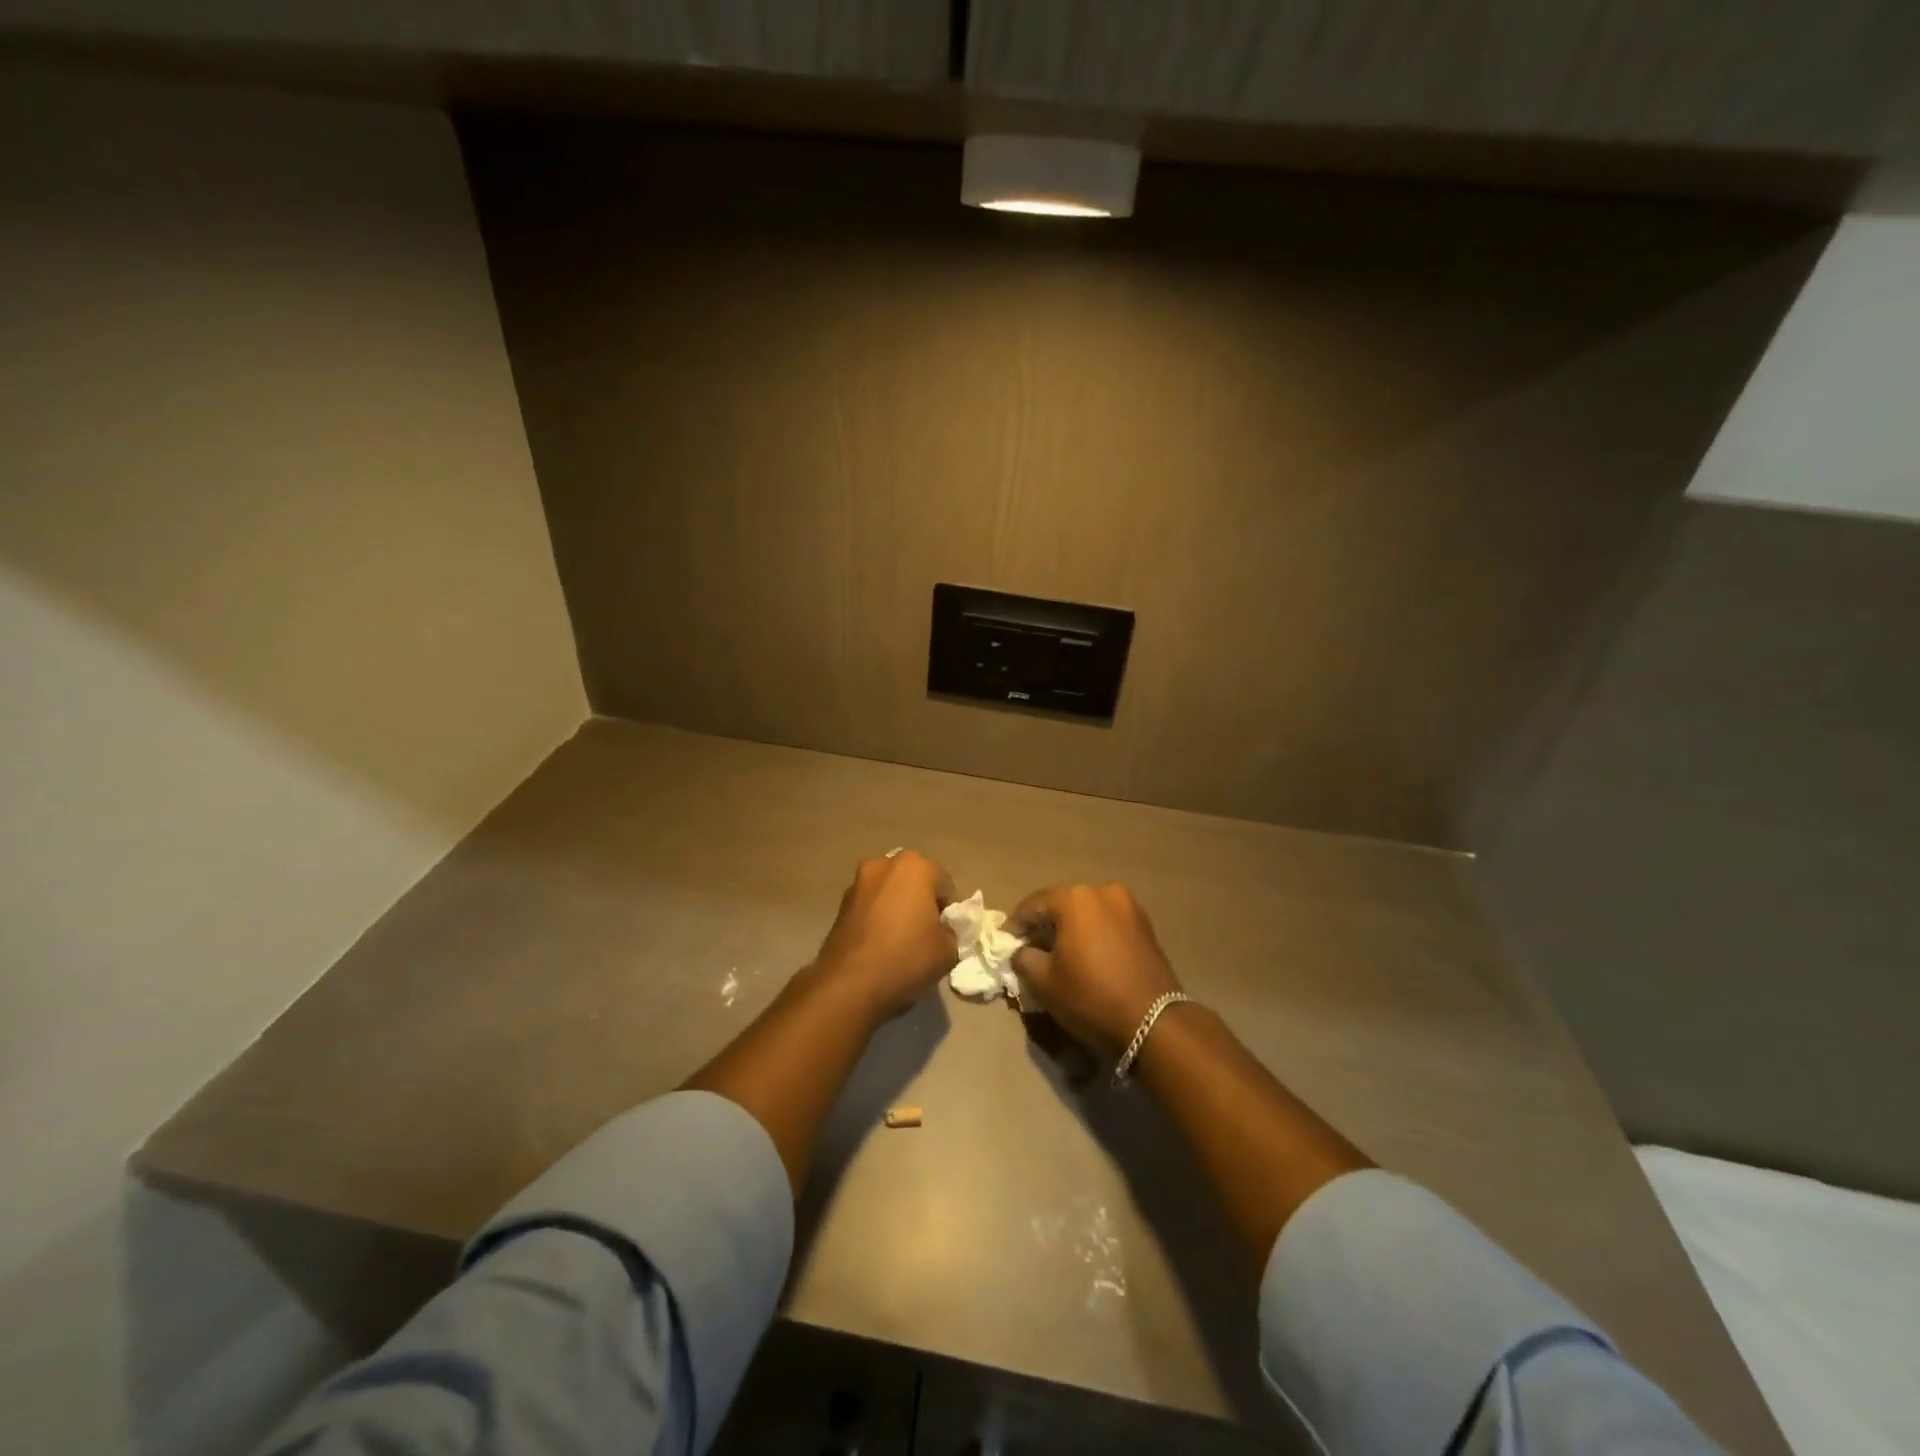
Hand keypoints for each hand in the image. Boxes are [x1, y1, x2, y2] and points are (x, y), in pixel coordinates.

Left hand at [811, 851, 957, 1016]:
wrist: (849, 983)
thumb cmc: (906, 957)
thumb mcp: (948, 950)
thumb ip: (950, 932)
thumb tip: (940, 931)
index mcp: (915, 866)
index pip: (944, 882)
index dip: (949, 908)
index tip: (946, 931)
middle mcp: (884, 865)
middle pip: (914, 880)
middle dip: (921, 900)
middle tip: (926, 931)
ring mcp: (858, 883)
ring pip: (889, 891)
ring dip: (897, 906)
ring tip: (901, 939)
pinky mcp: (841, 904)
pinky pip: (870, 906)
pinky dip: (878, 917)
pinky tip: (880, 944)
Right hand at [1010, 883, 1183, 1058]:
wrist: (1153, 1021)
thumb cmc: (1091, 996)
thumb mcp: (1044, 982)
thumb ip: (1023, 958)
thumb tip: (1021, 951)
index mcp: (1075, 898)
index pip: (1033, 905)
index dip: (1015, 924)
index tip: (1005, 943)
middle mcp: (1102, 891)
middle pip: (1062, 903)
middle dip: (1043, 924)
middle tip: (1029, 947)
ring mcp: (1128, 905)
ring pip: (1087, 912)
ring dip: (1070, 928)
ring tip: (1058, 952)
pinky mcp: (1144, 924)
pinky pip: (1107, 922)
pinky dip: (1092, 933)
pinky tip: (1086, 955)